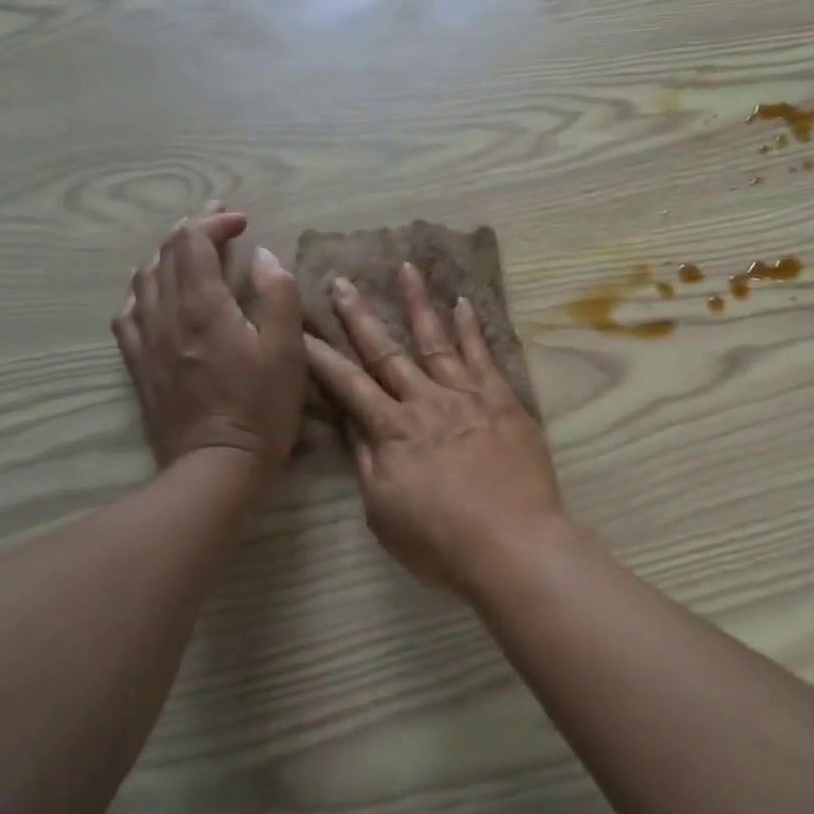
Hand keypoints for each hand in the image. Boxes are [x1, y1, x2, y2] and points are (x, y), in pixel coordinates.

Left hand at [112, 206, 304, 470]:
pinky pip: (129, 312)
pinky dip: (144, 289)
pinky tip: (155, 295)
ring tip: (190, 251)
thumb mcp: (287, 350)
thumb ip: (276, 294)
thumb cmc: (260, 407)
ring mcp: (145, 340)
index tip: (242, 222)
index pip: (193, 242)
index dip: (215, 222)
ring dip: (167, 255)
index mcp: (202, 305)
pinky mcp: (138, 364)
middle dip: (192, 230)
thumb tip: (262, 256)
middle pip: (165, 254)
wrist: (214, 466)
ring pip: (143, 279)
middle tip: (219, 223)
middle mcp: (165, 314)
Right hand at [304, 263, 571, 593]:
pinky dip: (471, 327)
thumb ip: (368, 462)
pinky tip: (462, 302)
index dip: (322, 357)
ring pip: (436, 340)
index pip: (348, 385)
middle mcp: (425, 402)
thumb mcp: (384, 512)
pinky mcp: (502, 399)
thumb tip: (352, 424)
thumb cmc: (442, 541)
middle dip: (360, 317)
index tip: (301, 328)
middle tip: (343, 282)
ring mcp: (466, 395)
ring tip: (406, 268)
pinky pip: (483, 355)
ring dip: (418, 303)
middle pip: (386, 352)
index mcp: (392, 431)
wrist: (513, 544)